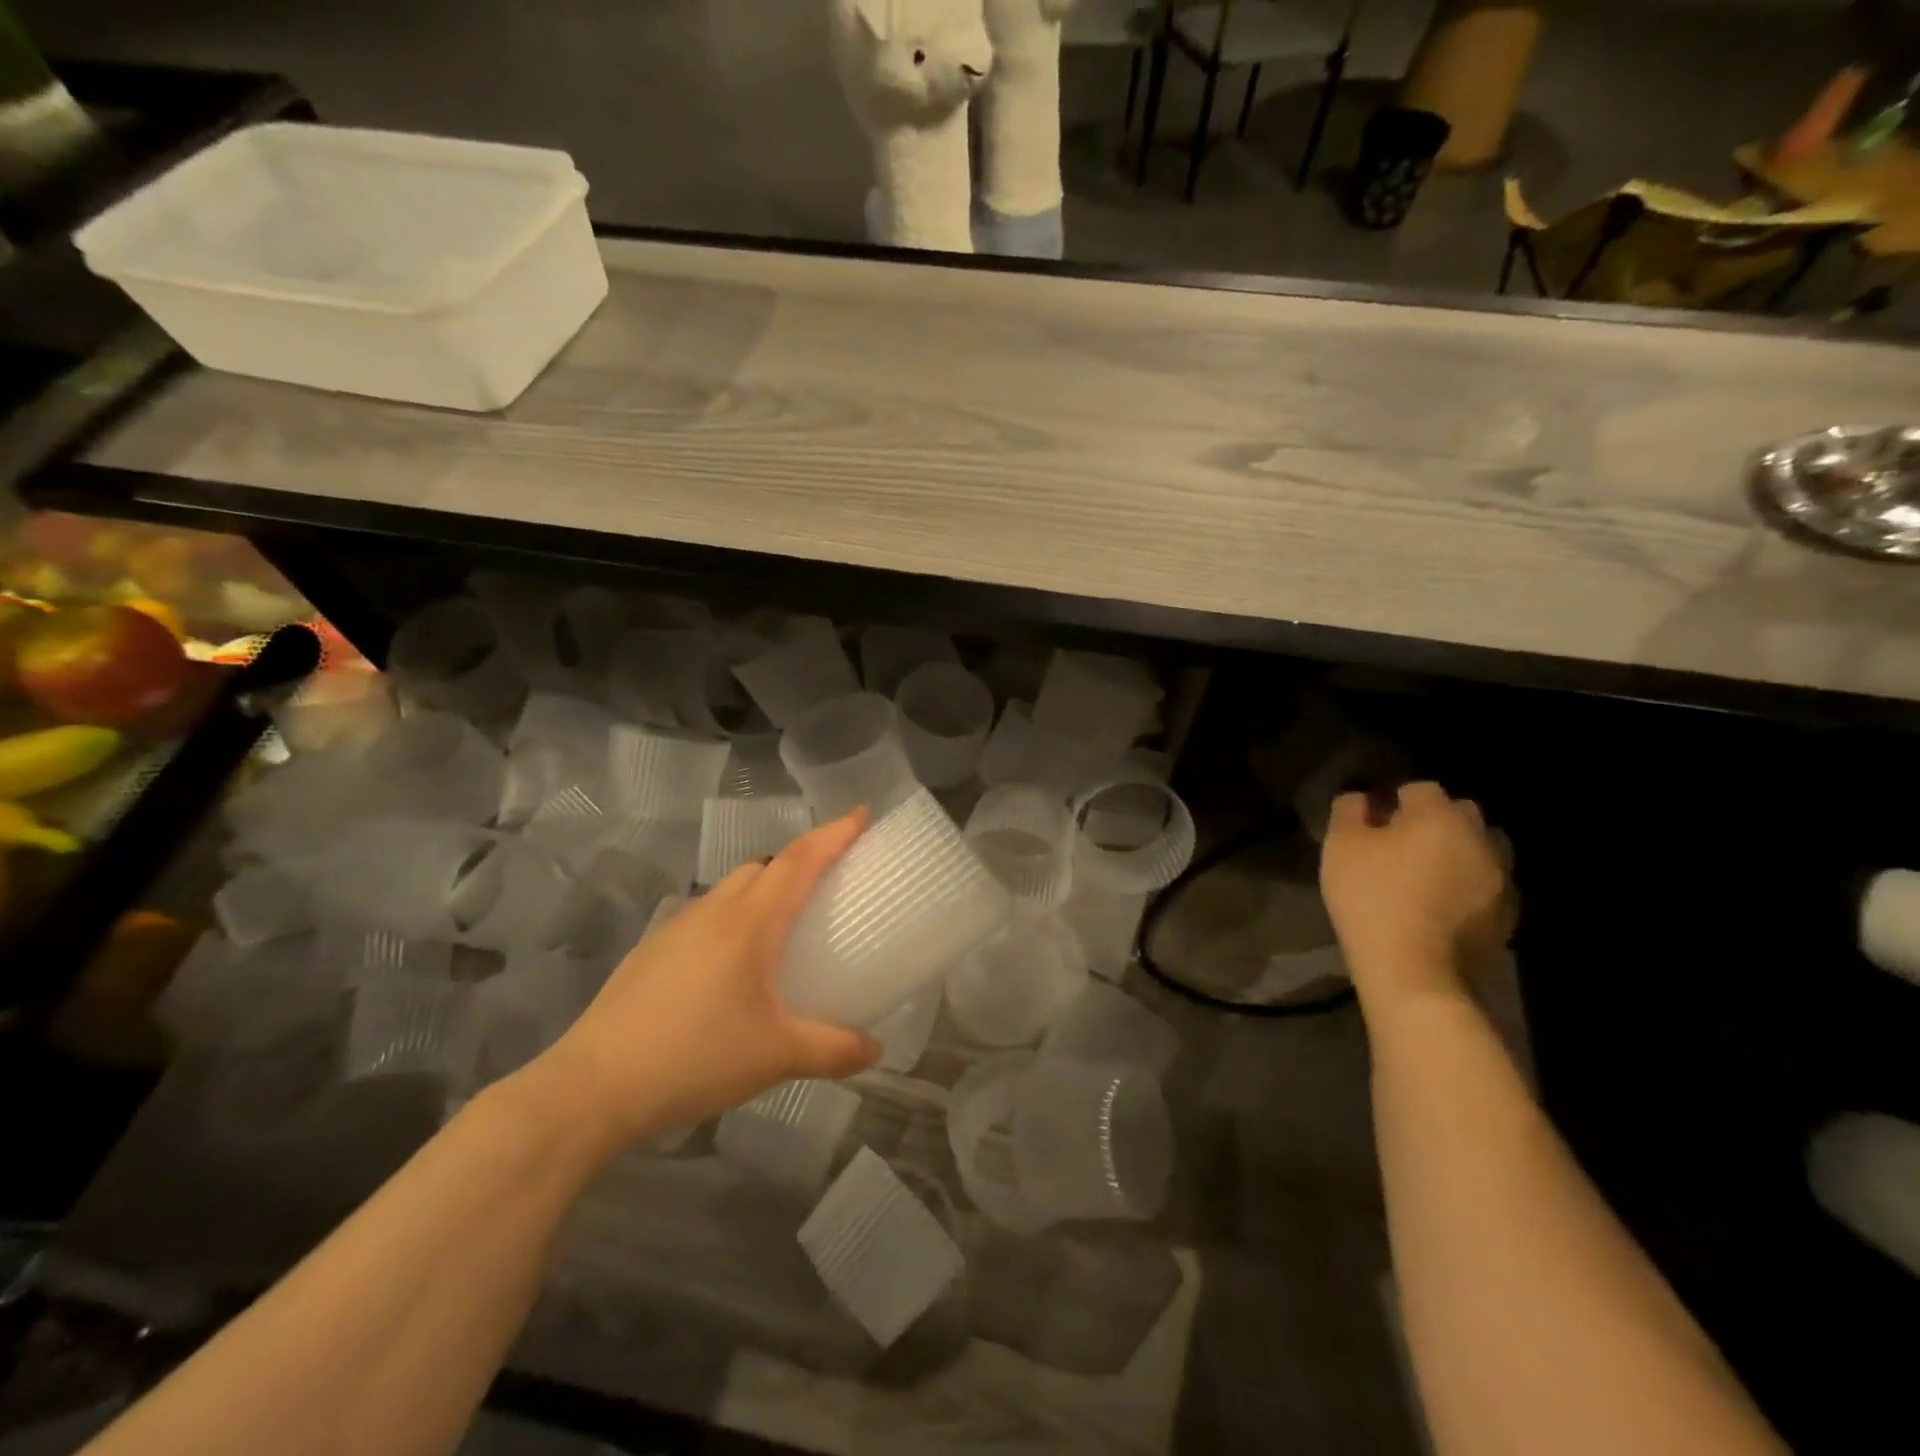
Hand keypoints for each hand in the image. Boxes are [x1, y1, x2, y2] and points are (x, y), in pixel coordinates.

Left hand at [522, 809, 881, 1158]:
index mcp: (749, 923)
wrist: (593, 1087)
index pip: (800, 860)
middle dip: (800, 860)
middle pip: (764, 866)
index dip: (834, 833)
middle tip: (829, 880)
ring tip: (783, 927)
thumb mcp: (776, 1056)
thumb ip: (834, 1050)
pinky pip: (705, 916)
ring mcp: (676, 928)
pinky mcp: (652, 951)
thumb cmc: (695, 1058)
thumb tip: (876, 1051)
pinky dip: (732, 920)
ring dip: (763, 890)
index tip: (862, 814)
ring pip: (731, 889)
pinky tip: (732, 967)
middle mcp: (714, 912)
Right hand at [1320, 782, 1512, 1010]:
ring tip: (1427, 875)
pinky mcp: (1507, 915)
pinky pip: (1488, 885)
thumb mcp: (1341, 847)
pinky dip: (1469, 887)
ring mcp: (1500, 878)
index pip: (1419, 788)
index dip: (1393, 800)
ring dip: (1458, 852)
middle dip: (1433, 821)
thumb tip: (1360, 798)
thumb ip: (1348, 811)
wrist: (1415, 973)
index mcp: (1439, 816)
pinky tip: (1442, 906)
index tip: (1373, 822)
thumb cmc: (1371, 899)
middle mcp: (1479, 838)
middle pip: (1459, 814)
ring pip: (1480, 848)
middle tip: (1400, 846)